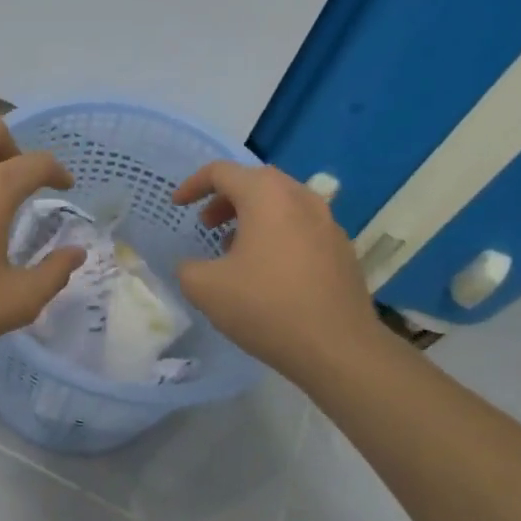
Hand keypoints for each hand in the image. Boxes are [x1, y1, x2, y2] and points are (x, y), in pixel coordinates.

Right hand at [171, 161, 380, 379]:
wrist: (337, 348)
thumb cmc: (265, 307)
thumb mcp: (204, 288)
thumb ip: (187, 268)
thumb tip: (193, 265)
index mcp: (266, 196)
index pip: (222, 172)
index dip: (193, 185)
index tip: (178, 206)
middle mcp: (301, 198)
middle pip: (256, 181)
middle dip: (225, 197)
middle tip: (206, 223)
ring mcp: (328, 223)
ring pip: (282, 203)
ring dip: (252, 216)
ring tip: (233, 247)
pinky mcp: (342, 249)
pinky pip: (301, 226)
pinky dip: (277, 233)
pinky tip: (267, 270)